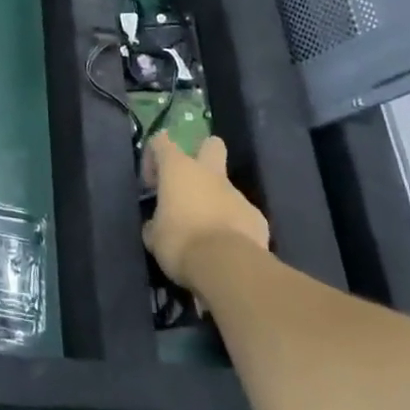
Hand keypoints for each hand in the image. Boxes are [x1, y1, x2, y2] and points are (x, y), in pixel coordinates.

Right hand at [140, 133, 269, 284]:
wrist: (227, 267)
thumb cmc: (180, 242)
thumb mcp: (153, 236)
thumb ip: (155, 222)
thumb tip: (158, 224)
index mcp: (178, 169)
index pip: (161, 141)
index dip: (153, 158)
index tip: (152, 186)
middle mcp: (209, 173)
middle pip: (211, 145)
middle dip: (202, 154)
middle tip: (190, 183)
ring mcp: (237, 194)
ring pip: (226, 187)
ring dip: (215, 201)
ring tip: (206, 232)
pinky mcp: (257, 218)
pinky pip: (241, 215)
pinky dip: (234, 225)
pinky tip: (227, 248)